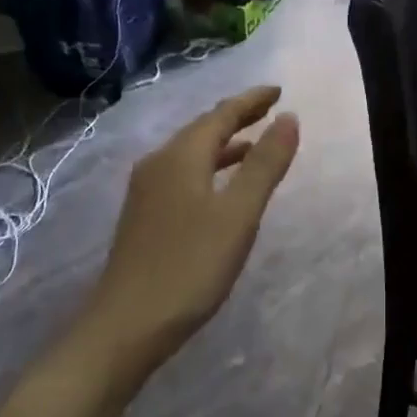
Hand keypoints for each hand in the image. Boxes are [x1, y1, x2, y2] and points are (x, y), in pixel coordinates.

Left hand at [86, 86, 299, 359]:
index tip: (279, 91)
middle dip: (237, 118)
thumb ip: (265, 165)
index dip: (251, 101)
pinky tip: (222, 189)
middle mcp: (158, 165)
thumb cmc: (190, 266)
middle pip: (202, 130)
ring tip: (254, 147)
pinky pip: (184, 177)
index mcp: (180, 157)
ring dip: (225, 146)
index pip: (221, 115)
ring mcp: (147, 192)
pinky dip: (210, 170)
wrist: (127, 325)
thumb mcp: (238, 214)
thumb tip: (288, 118)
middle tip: (270, 111)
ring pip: (192, 155)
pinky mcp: (145, 218)